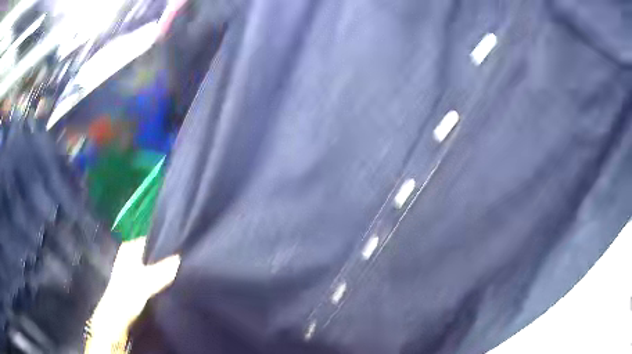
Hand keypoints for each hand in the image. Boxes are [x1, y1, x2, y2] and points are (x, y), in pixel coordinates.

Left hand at [85, 237, 179, 353]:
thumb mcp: (146, 282)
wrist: (117, 318)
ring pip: (154, 265)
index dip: (166, 243)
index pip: (151, 239)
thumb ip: (163, 270)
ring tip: (182, 272)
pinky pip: (153, 276)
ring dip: (165, 270)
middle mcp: (131, 255)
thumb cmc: (127, 295)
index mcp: (129, 248)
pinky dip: (161, 279)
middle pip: (153, 253)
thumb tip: (181, 257)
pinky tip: (173, 283)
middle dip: (167, 258)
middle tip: (185, 262)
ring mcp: (133, 270)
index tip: (183, 249)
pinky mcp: (137, 283)